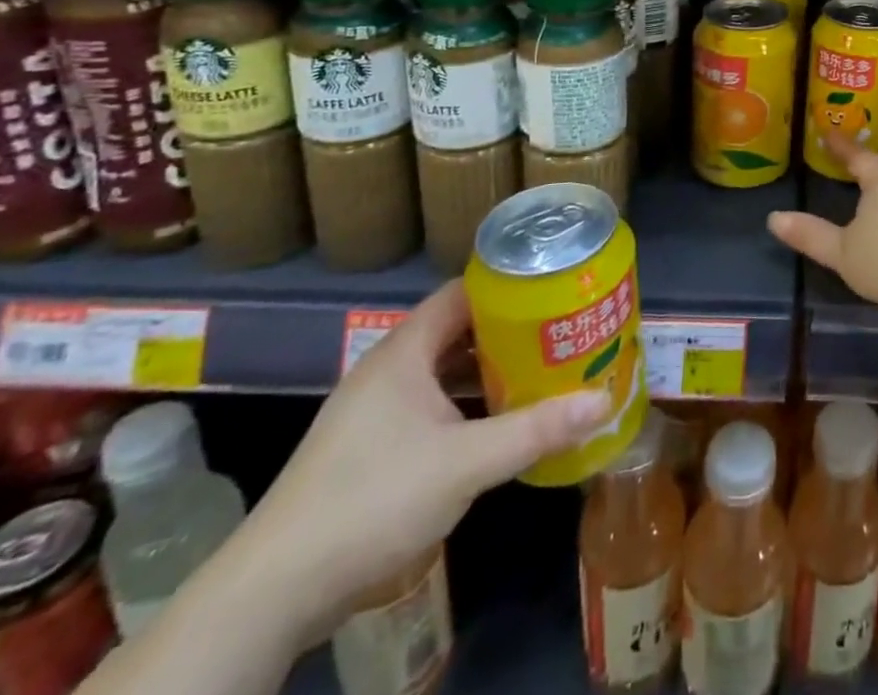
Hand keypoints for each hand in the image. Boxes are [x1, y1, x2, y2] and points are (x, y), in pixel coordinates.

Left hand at [237, 280, 609, 643]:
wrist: (274, 592)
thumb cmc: (373, 500)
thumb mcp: (466, 463)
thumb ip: (536, 429)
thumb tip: (604, 400)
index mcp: (404, 352)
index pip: (463, 292)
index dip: (508, 285)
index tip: (554, 287)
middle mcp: (388, 370)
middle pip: (458, 330)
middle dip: (509, 330)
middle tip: (561, 329)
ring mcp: (374, 412)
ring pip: (443, 371)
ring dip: (488, 370)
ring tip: (542, 368)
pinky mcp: (369, 449)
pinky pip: (430, 406)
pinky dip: (466, 405)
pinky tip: (499, 422)